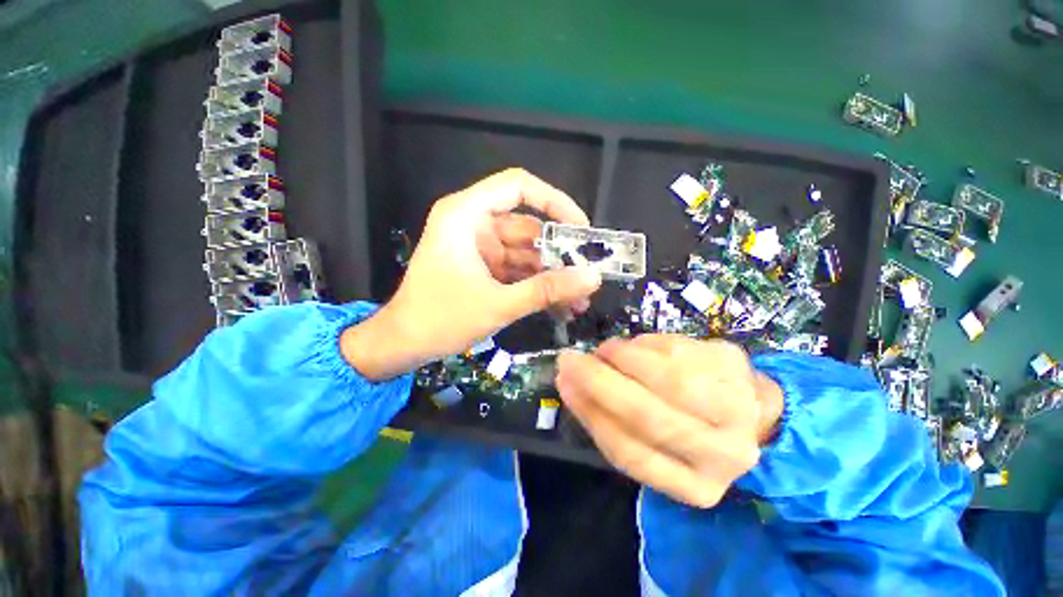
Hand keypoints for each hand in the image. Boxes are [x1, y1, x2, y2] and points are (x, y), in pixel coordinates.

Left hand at [343, 169, 601, 379]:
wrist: (402, 346)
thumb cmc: (440, 320)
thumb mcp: (498, 305)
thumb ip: (546, 290)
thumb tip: (592, 279)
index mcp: (466, 215)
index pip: (517, 187)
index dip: (554, 201)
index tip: (580, 228)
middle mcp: (474, 225)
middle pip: (528, 226)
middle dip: (558, 254)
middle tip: (587, 275)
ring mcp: (480, 248)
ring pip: (527, 253)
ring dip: (552, 276)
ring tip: (579, 300)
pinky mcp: (484, 268)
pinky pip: (518, 270)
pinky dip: (537, 286)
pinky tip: (560, 306)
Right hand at [556, 335, 783, 507]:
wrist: (750, 411)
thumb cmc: (688, 431)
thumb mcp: (650, 444)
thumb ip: (608, 419)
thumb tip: (569, 382)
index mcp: (694, 486)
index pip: (630, 452)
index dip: (589, 413)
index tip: (564, 383)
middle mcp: (721, 453)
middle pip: (648, 414)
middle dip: (599, 381)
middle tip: (571, 359)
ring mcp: (735, 405)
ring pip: (663, 376)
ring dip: (622, 357)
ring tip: (606, 351)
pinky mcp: (732, 364)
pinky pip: (674, 348)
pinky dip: (644, 344)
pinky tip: (636, 346)